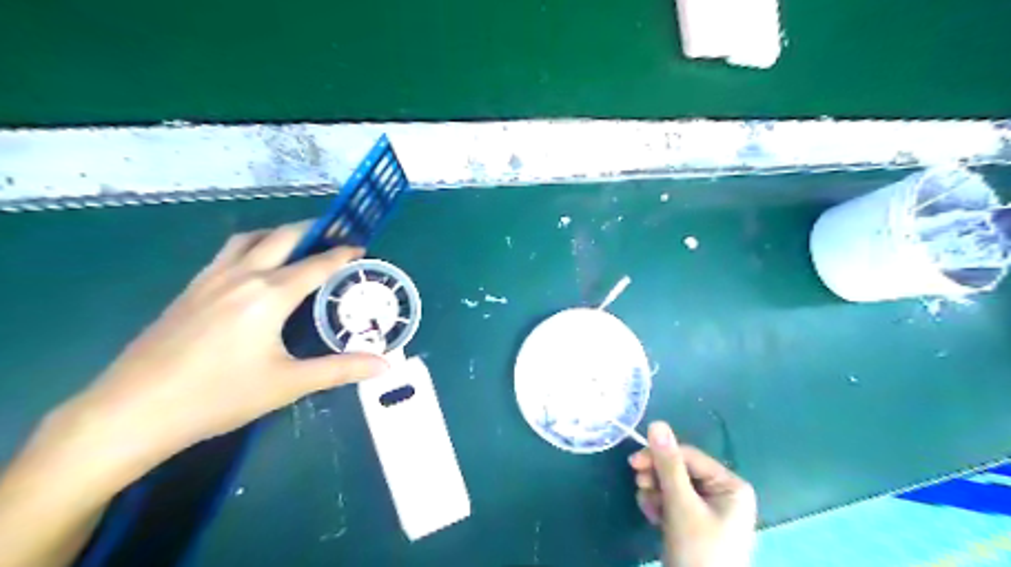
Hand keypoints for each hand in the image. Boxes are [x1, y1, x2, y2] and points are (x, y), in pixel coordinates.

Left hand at [0, 222, 390, 566]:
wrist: (132, 411)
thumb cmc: (218, 396)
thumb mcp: (288, 384)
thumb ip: (340, 369)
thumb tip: (385, 365)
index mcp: (270, 294)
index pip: (317, 264)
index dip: (343, 254)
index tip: (362, 249)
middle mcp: (242, 276)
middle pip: (283, 237)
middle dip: (313, 231)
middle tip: (335, 236)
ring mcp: (210, 279)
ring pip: (250, 239)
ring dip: (279, 234)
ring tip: (297, 245)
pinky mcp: (189, 290)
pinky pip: (228, 253)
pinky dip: (252, 247)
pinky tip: (254, 269)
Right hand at [629, 420, 752, 565]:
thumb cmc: (698, 551)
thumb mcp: (681, 504)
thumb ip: (668, 464)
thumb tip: (656, 423)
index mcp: (730, 485)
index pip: (689, 456)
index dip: (660, 456)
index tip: (633, 463)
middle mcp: (723, 493)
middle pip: (680, 471)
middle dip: (657, 478)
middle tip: (639, 484)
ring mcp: (710, 510)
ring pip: (673, 487)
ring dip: (655, 493)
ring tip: (648, 507)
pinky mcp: (696, 524)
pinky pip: (674, 503)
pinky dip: (659, 506)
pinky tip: (651, 516)